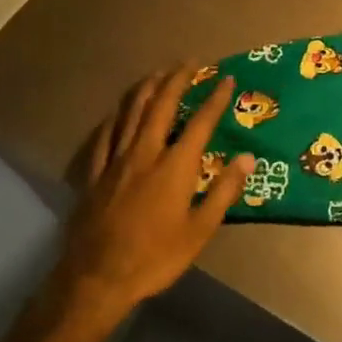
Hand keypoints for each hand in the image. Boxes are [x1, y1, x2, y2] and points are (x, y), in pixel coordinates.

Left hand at [49, 66, 251, 324]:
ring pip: (131, 112)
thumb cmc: (155, 257)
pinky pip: (105, 135)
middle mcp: (145, 152)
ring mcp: (115, 160)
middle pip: (161, 105)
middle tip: (190, 63)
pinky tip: (119, 111)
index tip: (227, 79)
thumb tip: (246, 158)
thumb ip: (223, 192)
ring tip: (158, 73)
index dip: (215, 99)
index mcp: (174, 166)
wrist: (97, 278)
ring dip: (147, 88)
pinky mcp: (95, 173)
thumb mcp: (199, 232)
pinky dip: (116, 116)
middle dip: (177, 80)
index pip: (200, 122)